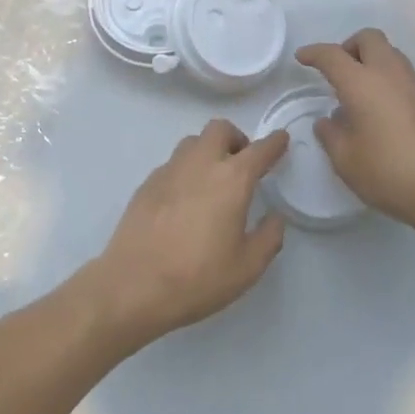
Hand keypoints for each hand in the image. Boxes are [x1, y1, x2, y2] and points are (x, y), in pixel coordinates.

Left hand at [83, 120, 288, 348]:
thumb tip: (274, 218)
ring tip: (213, 179)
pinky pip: (173, 163)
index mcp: (231, 179)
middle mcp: (201, 164)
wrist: (133, 285)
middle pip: (220, 129)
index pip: (259, 150)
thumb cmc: (197, 278)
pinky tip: (185, 199)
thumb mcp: (247, 268)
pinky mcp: (147, 182)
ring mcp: (170, 170)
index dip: (274, 143)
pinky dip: (186, 170)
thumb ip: (268, 238)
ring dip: (209, 150)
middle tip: (242, 162)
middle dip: (236, 138)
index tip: (281, 140)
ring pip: (193, 142)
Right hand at [295, 29, 414, 235]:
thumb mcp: (346, 160)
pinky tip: (381, 112)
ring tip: (359, 93)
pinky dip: (387, 81)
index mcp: (361, 83)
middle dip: (349, 47)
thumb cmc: (390, 172)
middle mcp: (389, 74)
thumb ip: (331, 135)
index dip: (314, 53)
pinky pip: (403, 77)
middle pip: (369, 39)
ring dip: (371, 62)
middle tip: (337, 72)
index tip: (302, 57)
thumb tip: (329, 121)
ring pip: (390, 54)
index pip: (332, 55)